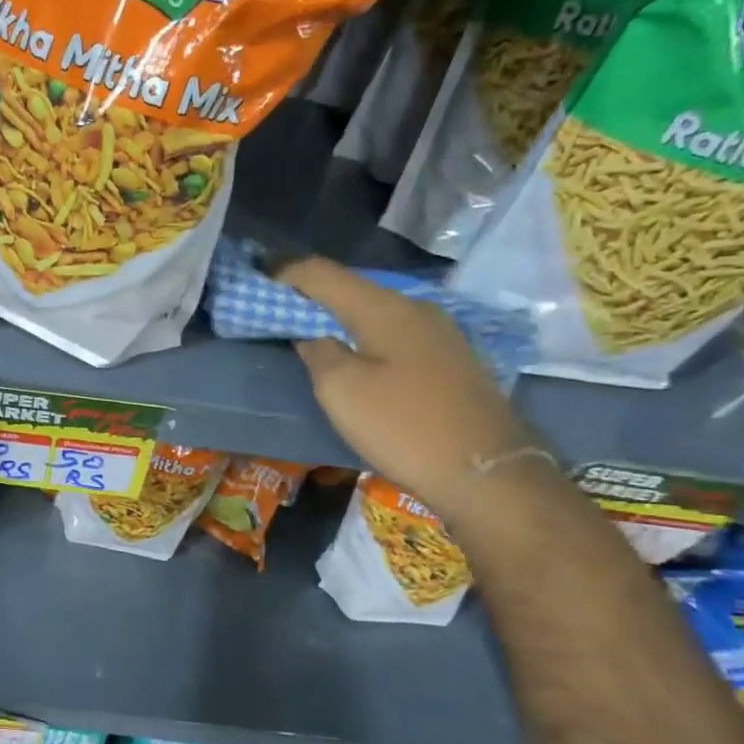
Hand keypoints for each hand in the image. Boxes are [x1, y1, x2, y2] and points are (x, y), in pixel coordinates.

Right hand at [280, 257, 537, 517]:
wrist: (486, 472)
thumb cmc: (403, 426)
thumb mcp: (341, 390)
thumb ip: (318, 352)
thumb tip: (313, 335)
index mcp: (384, 308)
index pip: (323, 273)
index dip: (286, 271)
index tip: (257, 273)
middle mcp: (415, 309)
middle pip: (352, 289)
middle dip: (312, 294)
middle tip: (277, 305)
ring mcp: (440, 334)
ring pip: (375, 312)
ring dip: (339, 317)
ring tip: (310, 329)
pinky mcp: (450, 360)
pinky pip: (394, 333)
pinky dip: (364, 335)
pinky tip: (356, 354)